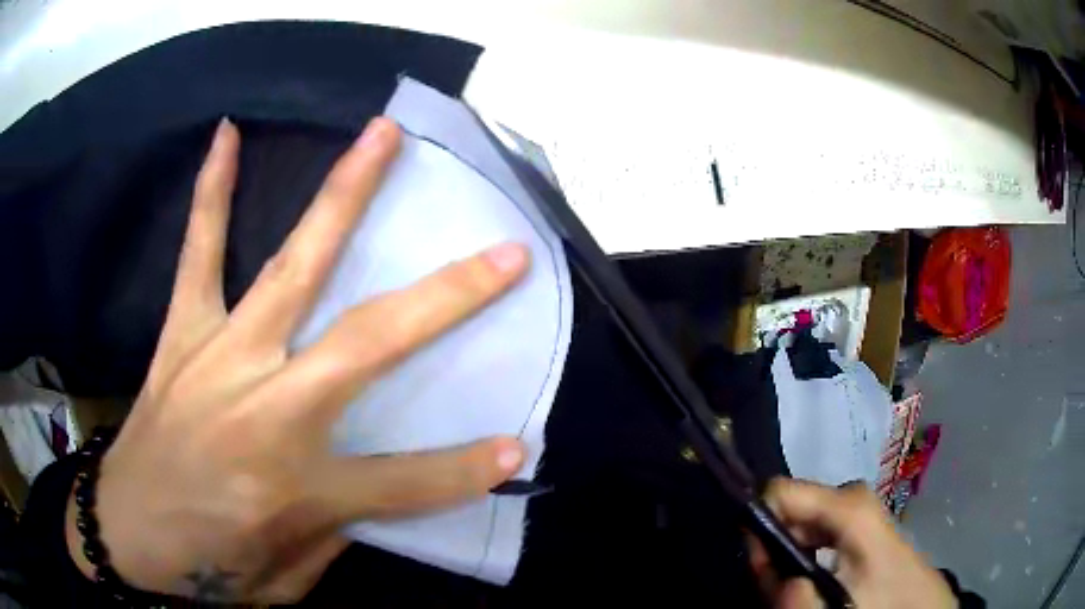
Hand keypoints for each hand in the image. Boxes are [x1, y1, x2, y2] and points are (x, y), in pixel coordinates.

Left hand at [64, 117, 530, 602]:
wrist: (126, 533)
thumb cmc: (210, 569)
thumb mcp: (287, 579)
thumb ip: (336, 533)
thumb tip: (370, 492)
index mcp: (297, 486)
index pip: (406, 479)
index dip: (466, 468)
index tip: (515, 446)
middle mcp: (266, 408)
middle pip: (369, 343)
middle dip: (447, 297)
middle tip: (505, 253)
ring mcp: (221, 357)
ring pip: (292, 266)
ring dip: (343, 195)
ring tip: (381, 135)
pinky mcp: (183, 336)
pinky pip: (200, 253)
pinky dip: (213, 194)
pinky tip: (227, 134)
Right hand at [750, 478, 955, 608]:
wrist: (923, 603)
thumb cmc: (884, 601)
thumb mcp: (837, 606)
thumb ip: (796, 596)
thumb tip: (765, 567)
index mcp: (848, 505)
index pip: (779, 490)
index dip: (759, 528)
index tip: (759, 565)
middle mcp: (852, 495)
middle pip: (789, 509)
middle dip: (774, 548)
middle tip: (779, 588)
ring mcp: (858, 506)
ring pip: (802, 522)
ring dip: (788, 556)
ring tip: (799, 589)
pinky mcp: (862, 520)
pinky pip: (818, 530)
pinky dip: (805, 554)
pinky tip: (815, 580)